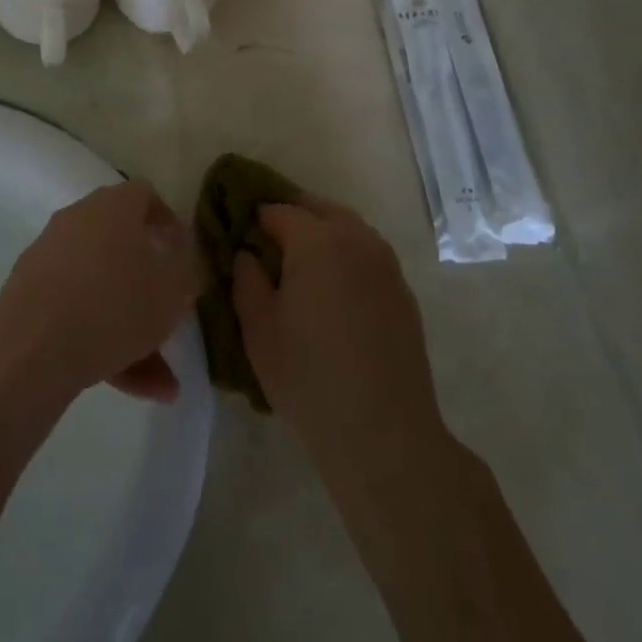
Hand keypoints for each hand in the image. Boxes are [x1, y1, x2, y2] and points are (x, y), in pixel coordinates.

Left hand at [0, 180, 202, 404]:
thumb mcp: (171, 291)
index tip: (181, 253)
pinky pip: (75, 310)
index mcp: (114, 206)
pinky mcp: (29, 293)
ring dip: (129, 325)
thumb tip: (178, 252)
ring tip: (158, 380)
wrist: (31, 349)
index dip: (167, 221)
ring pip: (100, 287)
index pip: (145, 196)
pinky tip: (125, 384)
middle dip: (149, 285)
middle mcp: (78, 219)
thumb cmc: (114, 306)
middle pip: (121, 245)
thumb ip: (184, 268)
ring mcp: (49, 255)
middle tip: (169, 316)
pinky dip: (99, 338)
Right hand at [233, 198, 446, 482]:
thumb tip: (249, 254)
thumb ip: (246, 279)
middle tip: (265, 242)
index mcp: (317, 241)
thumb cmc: (309, 378)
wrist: (384, 434)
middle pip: (317, 208)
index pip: (278, 210)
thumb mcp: (258, 329)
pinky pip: (367, 253)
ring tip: (298, 264)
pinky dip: (345, 254)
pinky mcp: (402, 290)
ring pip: (347, 226)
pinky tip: (333, 289)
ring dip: (320, 231)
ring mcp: (385, 263)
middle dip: (290, 215)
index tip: (238, 235)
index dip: (254, 217)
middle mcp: (356, 239)